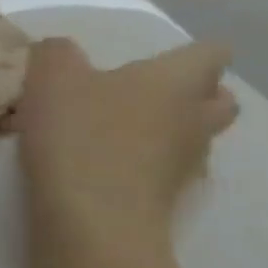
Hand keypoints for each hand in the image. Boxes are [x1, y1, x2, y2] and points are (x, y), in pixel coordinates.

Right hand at [17, 37, 238, 235]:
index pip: (210, 53)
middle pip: (217, 99)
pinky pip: (168, 170)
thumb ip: (54, 53)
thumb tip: (59, 51)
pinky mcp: (170, 197)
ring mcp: (189, 161)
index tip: (147, 60)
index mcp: (178, 80)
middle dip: (190, 94)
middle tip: (142, 96)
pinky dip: (147, 166)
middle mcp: (198, 117)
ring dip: (168, 132)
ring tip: (118, 134)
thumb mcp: (49, 78)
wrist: (92, 216)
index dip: (185, 53)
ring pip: (195, 136)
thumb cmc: (79, 134)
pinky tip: (108, 169)